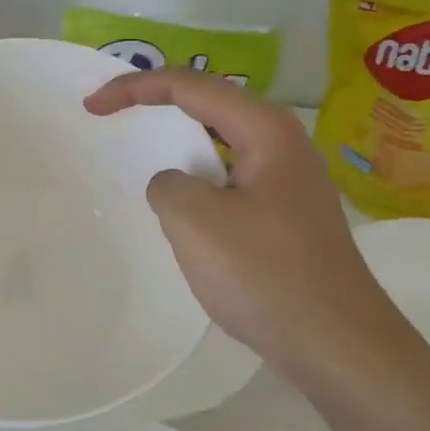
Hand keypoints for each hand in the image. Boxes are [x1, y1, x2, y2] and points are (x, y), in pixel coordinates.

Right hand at [84, 69, 404, 381]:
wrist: (336, 343)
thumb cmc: (265, 274)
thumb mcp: (196, 222)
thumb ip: (168, 186)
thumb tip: (175, 184)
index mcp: (266, 131)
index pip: (191, 87)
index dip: (136, 88)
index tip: (93, 107)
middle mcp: (285, 145)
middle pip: (211, 108)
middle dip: (159, 107)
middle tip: (114, 117)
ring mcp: (292, 183)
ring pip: (223, 148)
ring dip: (180, 148)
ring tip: (143, 158)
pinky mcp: (289, 218)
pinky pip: (234, 183)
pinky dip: (200, 183)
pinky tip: (185, 212)